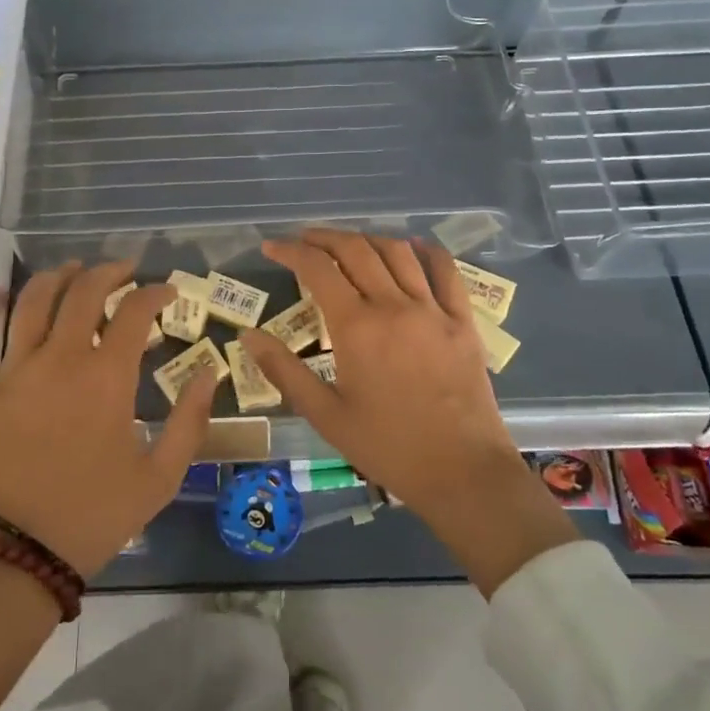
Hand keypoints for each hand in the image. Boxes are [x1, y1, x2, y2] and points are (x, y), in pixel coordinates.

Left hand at [0, 260, 216, 577]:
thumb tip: (209, 372)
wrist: (16, 554)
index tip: (166, 292)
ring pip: (33, 299)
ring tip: (71, 271)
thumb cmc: (94, 515)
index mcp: (107, 377)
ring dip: (56, 276)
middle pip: (84, 291)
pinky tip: (1, 293)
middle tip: (122, 271)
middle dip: (109, 272)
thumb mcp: (160, 477)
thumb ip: (190, 421)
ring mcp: (12, 368)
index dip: (155, 292)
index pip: (136, 311)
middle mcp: (60, 358)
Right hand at [240, 230, 576, 594]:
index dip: (290, 251)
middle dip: (324, 237)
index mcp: (356, 327)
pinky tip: (413, 246)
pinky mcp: (462, 321)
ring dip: (367, 238)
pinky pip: (446, 271)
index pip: (317, 269)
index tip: (271, 247)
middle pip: (355, 250)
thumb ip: (284, 371)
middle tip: (304, 240)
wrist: (462, 472)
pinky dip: (426, 251)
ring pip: (397, 253)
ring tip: (348, 243)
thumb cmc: (387, 447)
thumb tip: (247, 335)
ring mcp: (433, 310)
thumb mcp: (325, 415)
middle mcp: (393, 306)